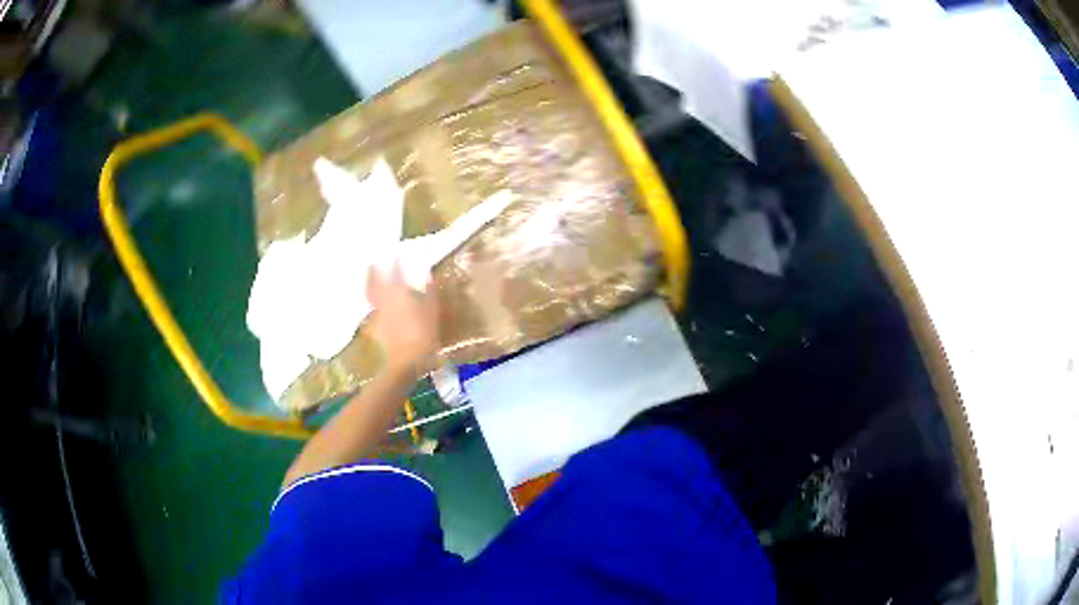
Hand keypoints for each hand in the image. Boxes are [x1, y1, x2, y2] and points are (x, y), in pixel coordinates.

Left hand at [366, 263, 439, 375]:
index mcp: (399, 295)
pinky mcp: (376, 329)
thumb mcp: (432, 313)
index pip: (395, 274)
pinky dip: (373, 304)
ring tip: (370, 280)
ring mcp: (378, 315)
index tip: (395, 254)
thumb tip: (427, 273)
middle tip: (372, 263)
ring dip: (369, 286)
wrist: (404, 364)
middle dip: (373, 272)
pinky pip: (372, 311)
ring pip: (371, 296)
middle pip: (375, 283)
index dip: (395, 264)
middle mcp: (384, 301)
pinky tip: (376, 305)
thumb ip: (429, 292)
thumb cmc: (423, 336)